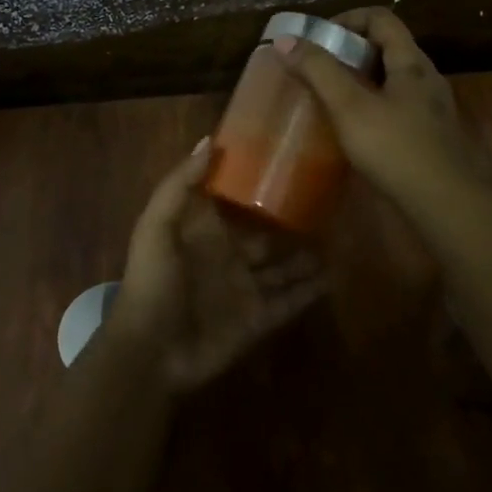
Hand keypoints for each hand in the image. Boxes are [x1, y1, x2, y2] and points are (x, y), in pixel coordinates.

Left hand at [106, 137, 327, 393]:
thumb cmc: (152, 281)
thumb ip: (180, 184)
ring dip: (308, 253)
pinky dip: (312, 290)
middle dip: (290, 218)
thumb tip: (210, 140)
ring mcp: (245, 289)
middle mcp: (228, 256)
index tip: (285, 158)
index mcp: (204, 232)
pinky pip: (291, 301)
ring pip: (284, 266)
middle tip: (327, 196)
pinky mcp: (259, 319)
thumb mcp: (156, 225)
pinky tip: (337, 273)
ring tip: (341, 232)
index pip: (233, 201)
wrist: (151, 351)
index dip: (255, 182)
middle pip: (266, 233)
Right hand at [274, 7, 485, 211]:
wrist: (447, 205)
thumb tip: (285, 40)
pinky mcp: (430, 136)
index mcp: (411, 62)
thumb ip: (318, 71)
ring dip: (360, 80)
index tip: (318, 39)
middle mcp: (426, 78)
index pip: (381, 18)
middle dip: (349, 51)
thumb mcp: (349, 107)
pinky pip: (397, 106)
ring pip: (391, 79)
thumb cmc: (396, 148)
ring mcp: (432, 109)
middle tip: (318, 69)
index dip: (347, 19)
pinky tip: (354, 130)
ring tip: (330, 98)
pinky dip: (372, 106)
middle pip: (386, 47)